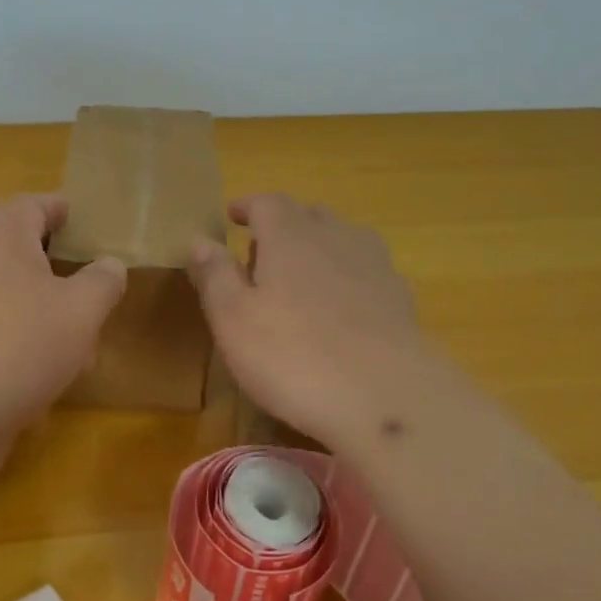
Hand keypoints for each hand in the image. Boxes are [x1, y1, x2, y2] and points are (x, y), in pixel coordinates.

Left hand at [0, 195, 124, 487]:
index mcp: (3, 246)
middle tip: (85, 289)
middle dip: (54, 274)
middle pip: (16, 259)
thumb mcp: (81, 310)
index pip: (27, 207)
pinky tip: (43, 390)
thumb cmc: (19, 344)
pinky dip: (21, 357)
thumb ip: (102, 283)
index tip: (72, 211)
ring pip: (8, 307)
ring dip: (42, 322)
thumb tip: (110, 266)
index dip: (52, 205)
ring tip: (78, 352)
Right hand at [188, 194, 439, 447]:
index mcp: (290, 236)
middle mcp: (335, 237)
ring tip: (303, 276)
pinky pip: (368, 271)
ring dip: (320, 246)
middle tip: (261, 253)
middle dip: (283, 225)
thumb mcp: (234, 319)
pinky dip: (350, 276)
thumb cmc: (294, 356)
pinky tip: (345, 307)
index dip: (247, 206)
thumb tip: (199, 239)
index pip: (267, 202)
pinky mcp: (401, 299)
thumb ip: (215, 275)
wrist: (387, 398)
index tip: (232, 215)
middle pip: (308, 215)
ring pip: (344, 238)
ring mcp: (375, 266)